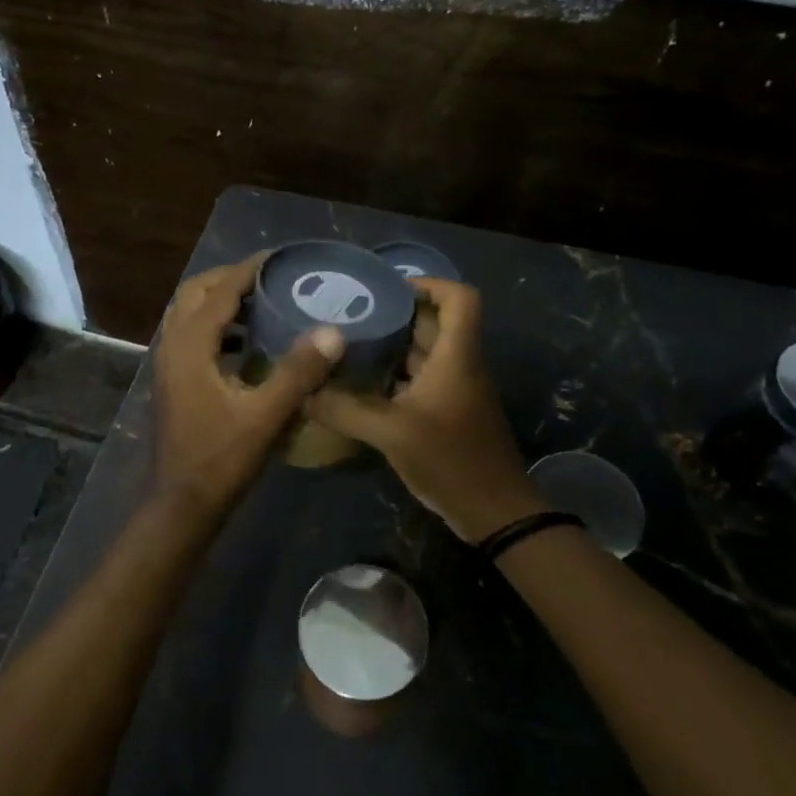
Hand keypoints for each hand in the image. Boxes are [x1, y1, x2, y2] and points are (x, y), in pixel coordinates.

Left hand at [151, 255, 344, 518]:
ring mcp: (169, 365)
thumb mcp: (265, 416)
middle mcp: (172, 347)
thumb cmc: (220, 460)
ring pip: (188, 314)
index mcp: (190, 347)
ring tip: (262, 303)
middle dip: (229, 279)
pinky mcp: (174, 382)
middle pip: (194, 293)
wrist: (181, 505)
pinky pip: (191, 336)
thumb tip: (333, 331)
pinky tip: (247, 344)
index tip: (279, 257)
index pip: (219, 292)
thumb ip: (298, 372)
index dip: (249, 270)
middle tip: (269, 278)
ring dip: (220, 301)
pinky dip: (216, 326)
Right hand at [307, 279, 545, 541]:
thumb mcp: (392, 433)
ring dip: (392, 347)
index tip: (388, 290)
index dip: (429, 283)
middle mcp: (459, 365)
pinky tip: (361, 386)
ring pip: (424, 353)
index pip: (460, 298)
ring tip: (348, 346)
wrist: (493, 512)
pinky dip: (394, 376)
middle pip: (434, 322)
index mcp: (457, 356)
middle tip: (351, 316)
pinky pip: (420, 380)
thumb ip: (346, 410)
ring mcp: (455, 390)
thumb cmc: (450, 460)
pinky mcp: (448, 412)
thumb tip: (303, 392)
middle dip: (396, 315)